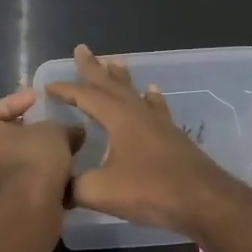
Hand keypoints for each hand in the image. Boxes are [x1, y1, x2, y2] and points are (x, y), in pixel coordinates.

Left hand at [0, 88, 79, 221]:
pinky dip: (17, 186)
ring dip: (18, 163)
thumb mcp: (55, 133)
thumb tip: (74, 131)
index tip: (41, 102)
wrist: (21, 216)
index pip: (0, 107)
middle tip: (45, 133)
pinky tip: (41, 186)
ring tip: (48, 162)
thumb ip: (63, 128)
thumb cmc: (31, 161)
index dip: (24, 103)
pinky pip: (0, 190)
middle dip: (19, 136)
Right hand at [44, 45, 248, 234]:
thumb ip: (72, 187)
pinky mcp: (173, 137)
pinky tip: (152, 92)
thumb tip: (54, 188)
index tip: (47, 85)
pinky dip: (150, 98)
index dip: (66, 90)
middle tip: (82, 49)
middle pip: (111, 85)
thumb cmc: (151, 191)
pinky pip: (156, 108)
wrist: (204, 202)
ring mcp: (159, 124)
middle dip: (94, 68)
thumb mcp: (101, 191)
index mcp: (118, 119)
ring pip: (135, 92)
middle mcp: (138, 113)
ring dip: (121, 78)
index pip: (86, 96)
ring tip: (114, 62)